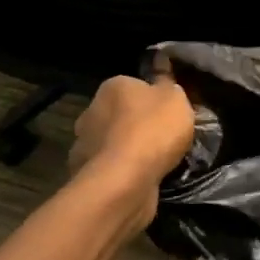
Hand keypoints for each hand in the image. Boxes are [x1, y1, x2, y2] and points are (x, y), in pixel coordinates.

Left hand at [68, 75, 194, 203]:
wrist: (125, 181)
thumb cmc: (153, 129)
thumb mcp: (175, 98)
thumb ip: (168, 86)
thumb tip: (161, 78)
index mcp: (113, 87)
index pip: (133, 86)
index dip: (152, 98)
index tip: (168, 112)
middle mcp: (91, 111)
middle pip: (119, 114)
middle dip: (135, 124)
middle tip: (162, 137)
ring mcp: (83, 145)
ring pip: (112, 142)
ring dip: (127, 149)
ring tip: (154, 162)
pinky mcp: (84, 175)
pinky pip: (110, 168)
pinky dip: (122, 172)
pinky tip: (140, 178)